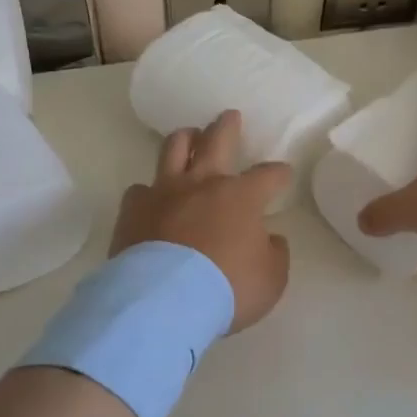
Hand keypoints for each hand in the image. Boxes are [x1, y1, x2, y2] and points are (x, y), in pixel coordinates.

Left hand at [112, 110, 291, 332]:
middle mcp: (202, 184)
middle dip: (227, 126)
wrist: (165, 300)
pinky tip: (150, 198)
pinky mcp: (133, 210)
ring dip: (185, 139)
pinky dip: (149, 192)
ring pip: (174, 149)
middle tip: (229, 116)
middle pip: (217, 140)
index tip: (283, 174)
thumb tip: (270, 239)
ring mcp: (164, 192)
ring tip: (188, 136)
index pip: (268, 175)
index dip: (278, 173)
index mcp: (241, 197)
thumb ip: (274, 253)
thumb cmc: (227, 288)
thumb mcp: (271, 278)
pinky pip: (140, 190)